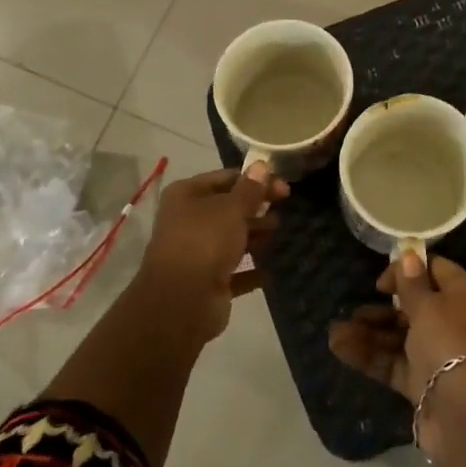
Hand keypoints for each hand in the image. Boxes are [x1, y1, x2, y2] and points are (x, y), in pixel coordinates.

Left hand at [133, 164, 287, 342]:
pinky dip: (250, 270)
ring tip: (277, 233)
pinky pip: (234, 272)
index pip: (226, 178)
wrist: (182, 302)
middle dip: (256, 208)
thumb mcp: (232, 208)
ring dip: (254, 236)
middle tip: (283, 210)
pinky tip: (269, 271)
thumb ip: (250, 189)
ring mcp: (196, 253)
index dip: (255, 180)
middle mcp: (187, 221)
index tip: (283, 187)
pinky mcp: (207, 281)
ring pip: (231, 239)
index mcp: (186, 195)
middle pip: (228, 208)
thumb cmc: (205, 242)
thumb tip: (261, 165)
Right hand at [328, 252, 465, 455]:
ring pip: (400, 337)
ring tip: (334, 333)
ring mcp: (438, 354)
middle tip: (353, 309)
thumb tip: (410, 255)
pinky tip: (340, 349)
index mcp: (465, 294)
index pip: (436, 271)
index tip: (380, 282)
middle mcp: (454, 321)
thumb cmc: (450, 342)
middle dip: (381, 307)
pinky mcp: (423, 383)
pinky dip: (370, 356)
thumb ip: (413, 284)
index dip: (408, 270)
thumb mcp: (429, 306)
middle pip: (414, 307)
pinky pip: (394, 363)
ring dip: (369, 333)